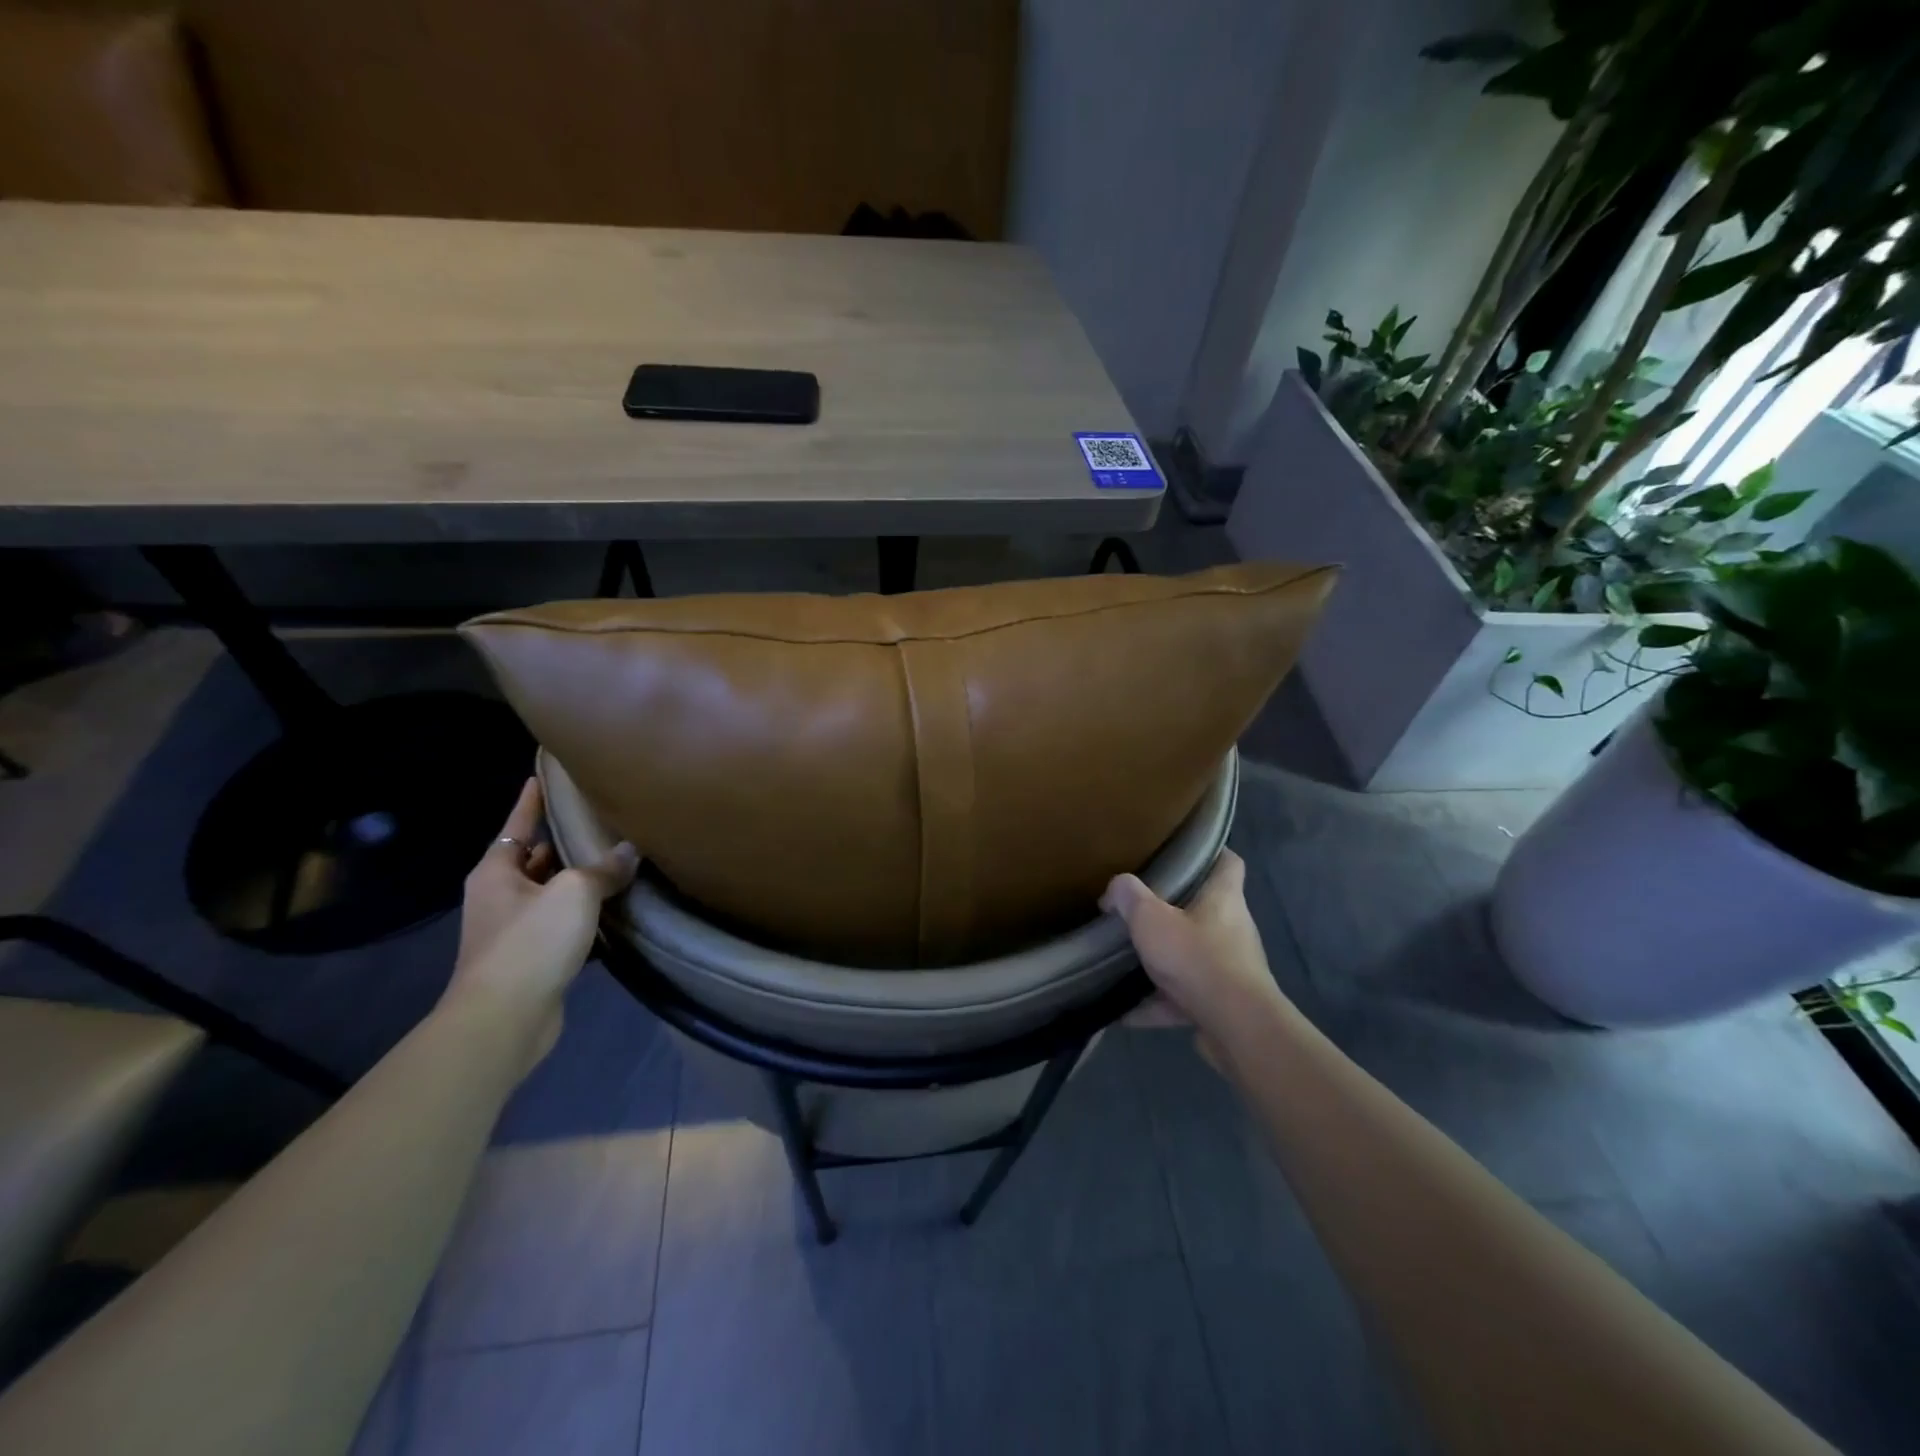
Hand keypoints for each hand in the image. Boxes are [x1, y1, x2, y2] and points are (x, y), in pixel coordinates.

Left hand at [445, 777, 637, 1069]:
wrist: (504, 1019)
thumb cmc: (530, 943)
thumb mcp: (573, 893)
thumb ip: (603, 869)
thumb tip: (629, 852)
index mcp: (496, 872)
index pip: (517, 824)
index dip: (532, 800)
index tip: (543, 775)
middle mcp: (500, 897)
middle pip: (534, 858)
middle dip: (563, 841)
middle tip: (600, 820)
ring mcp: (513, 931)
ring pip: (551, 894)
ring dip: (578, 881)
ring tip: (617, 861)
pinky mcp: (532, 961)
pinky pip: (563, 926)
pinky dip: (585, 916)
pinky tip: (616, 911)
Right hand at [1101, 851, 1285, 1057]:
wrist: (1236, 1027)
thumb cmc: (1197, 958)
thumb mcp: (1150, 919)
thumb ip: (1129, 897)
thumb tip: (1115, 888)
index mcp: (1224, 899)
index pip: (1227, 862)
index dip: (1208, 853)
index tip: (1182, 853)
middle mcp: (1234, 929)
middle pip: (1206, 910)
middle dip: (1174, 911)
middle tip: (1140, 908)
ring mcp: (1231, 969)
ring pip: (1194, 956)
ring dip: (1165, 961)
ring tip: (1128, 961)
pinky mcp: (1223, 1005)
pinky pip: (1185, 998)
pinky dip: (1158, 1003)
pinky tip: (1125, 1009)